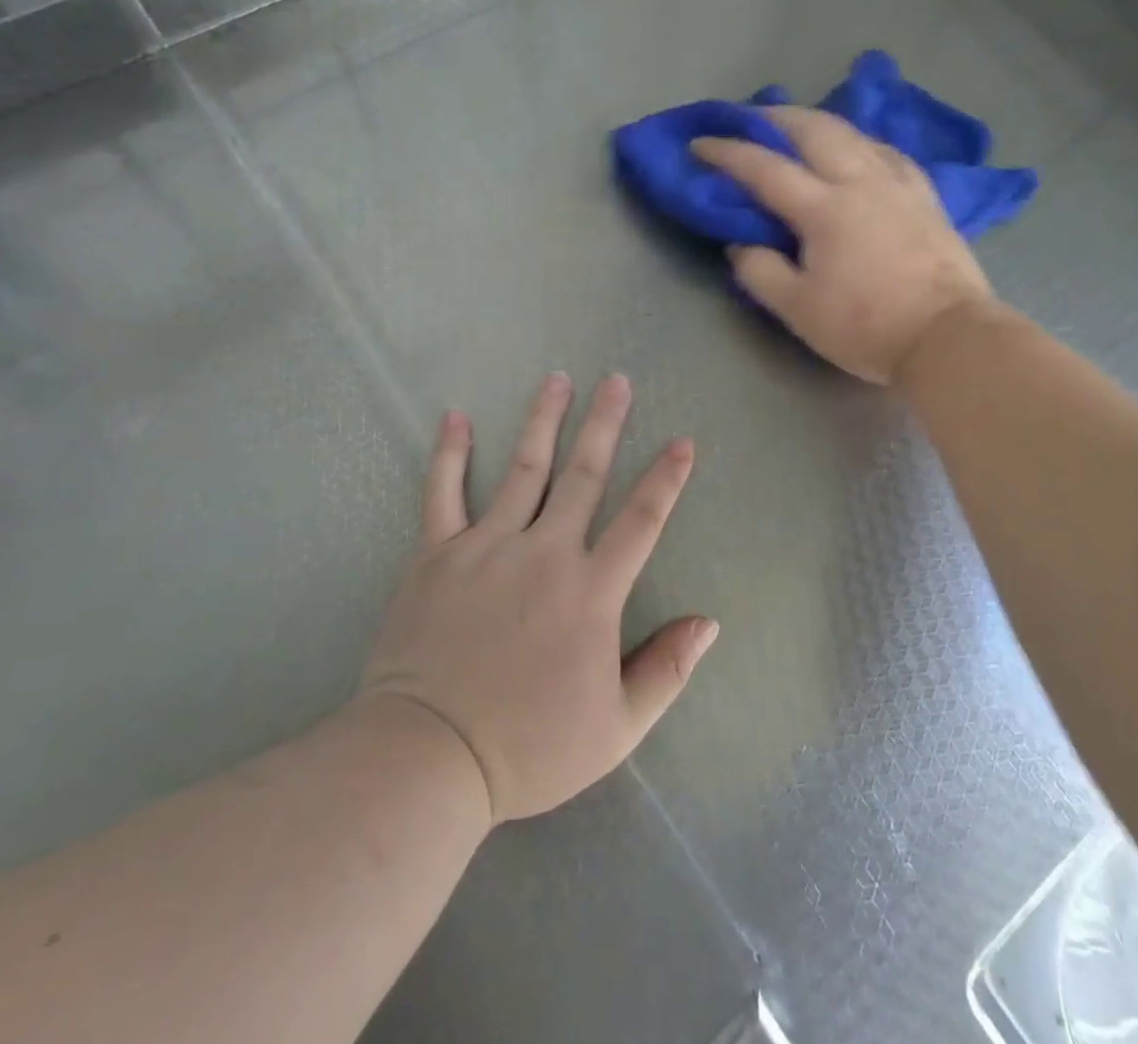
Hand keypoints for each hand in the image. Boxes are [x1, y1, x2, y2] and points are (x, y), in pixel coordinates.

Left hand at [360, 373, 717, 823]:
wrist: (428, 758)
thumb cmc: (528, 748)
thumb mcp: (616, 729)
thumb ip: (666, 670)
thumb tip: (709, 622)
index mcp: (590, 591)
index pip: (640, 521)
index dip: (665, 479)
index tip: (681, 442)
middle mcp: (544, 553)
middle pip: (583, 476)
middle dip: (604, 424)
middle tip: (616, 380)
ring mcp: (487, 546)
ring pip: (522, 469)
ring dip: (543, 421)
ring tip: (557, 379)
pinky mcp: (437, 553)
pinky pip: (442, 492)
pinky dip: (448, 453)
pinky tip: (454, 415)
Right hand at [692, 106, 1000, 383]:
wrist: (947, 337)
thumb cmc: (865, 326)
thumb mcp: (797, 309)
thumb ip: (759, 271)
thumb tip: (741, 244)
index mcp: (824, 208)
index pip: (765, 168)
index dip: (727, 153)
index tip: (699, 144)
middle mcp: (861, 182)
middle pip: (814, 130)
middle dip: (775, 117)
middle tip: (748, 118)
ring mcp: (898, 185)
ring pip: (854, 133)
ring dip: (817, 122)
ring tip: (797, 127)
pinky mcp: (926, 197)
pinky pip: (888, 152)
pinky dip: (860, 142)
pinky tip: (858, 149)